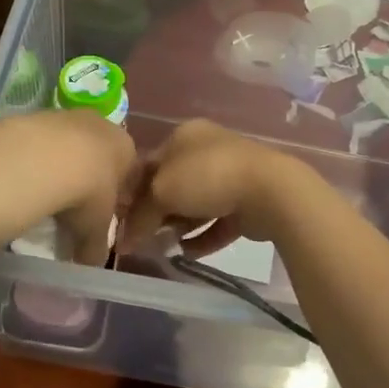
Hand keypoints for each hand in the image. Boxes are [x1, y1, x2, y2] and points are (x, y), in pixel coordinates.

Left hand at [0, 110, 136, 265]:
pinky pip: (39, 141)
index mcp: (126, 147)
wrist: (42, 160)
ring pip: (67, 143)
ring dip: (59, 164)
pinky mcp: (35, 115)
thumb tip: (91, 264)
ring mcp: (66, 116)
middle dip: (87, 175)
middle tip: (73, 204)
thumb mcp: (96, 229)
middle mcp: (100, 124)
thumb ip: (97, 246)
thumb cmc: (86, 193)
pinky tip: (24, 178)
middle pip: (97, 151)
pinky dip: (34, 158)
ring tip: (45, 192)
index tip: (101, 213)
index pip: (128, 169)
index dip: (116, 193)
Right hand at [123, 119, 304, 257]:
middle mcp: (207, 150)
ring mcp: (230, 175)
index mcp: (184, 135)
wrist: (268, 190)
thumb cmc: (206, 178)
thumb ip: (141, 214)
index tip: (120, 219)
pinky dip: (202, 236)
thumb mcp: (161, 191)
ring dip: (179, 225)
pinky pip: (218, 221)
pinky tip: (187, 253)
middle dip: (156, 212)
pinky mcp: (247, 201)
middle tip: (140, 237)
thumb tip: (127, 238)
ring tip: (163, 247)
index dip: (132, 192)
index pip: (149, 163)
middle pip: (172, 184)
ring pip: (195, 203)